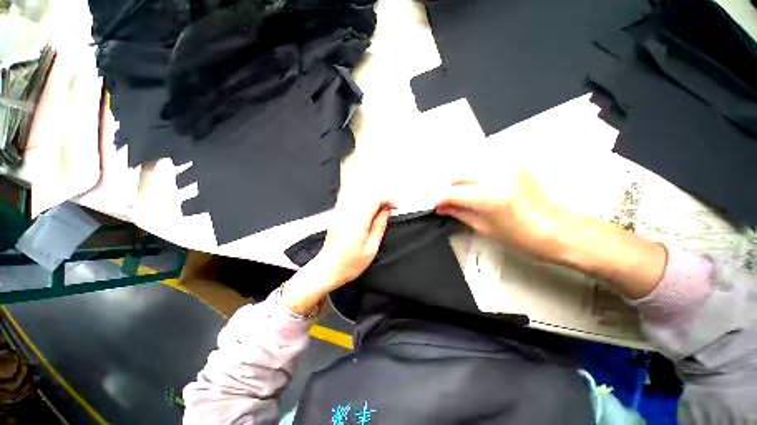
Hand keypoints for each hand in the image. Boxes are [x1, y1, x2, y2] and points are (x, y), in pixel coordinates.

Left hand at [282, 197, 393, 314]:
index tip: (394, 207)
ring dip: (371, 200)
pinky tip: (367, 211)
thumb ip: (379, 227)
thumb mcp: (371, 249)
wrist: (326, 268)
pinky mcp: (336, 215)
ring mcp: (339, 213)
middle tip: (389, 210)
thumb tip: (387, 211)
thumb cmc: (350, 264)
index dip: (386, 200)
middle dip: (380, 199)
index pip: (373, 200)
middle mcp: (347, 214)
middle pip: (366, 196)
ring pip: (358, 196)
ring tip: (379, 211)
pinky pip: (350, 200)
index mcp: (357, 222)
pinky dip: (362, 202)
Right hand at [435, 172, 565, 261]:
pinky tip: (479, 191)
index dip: (439, 199)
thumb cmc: (522, 238)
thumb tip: (441, 207)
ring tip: (463, 198)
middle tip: (448, 202)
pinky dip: (476, 180)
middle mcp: (496, 176)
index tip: (435, 205)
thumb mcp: (485, 228)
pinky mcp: (515, 166)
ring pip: (470, 170)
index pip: (452, 193)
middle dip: (449, 189)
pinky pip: (486, 170)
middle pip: (459, 175)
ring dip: (462, 183)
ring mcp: (508, 168)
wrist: (560, 230)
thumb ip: (459, 213)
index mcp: (489, 197)